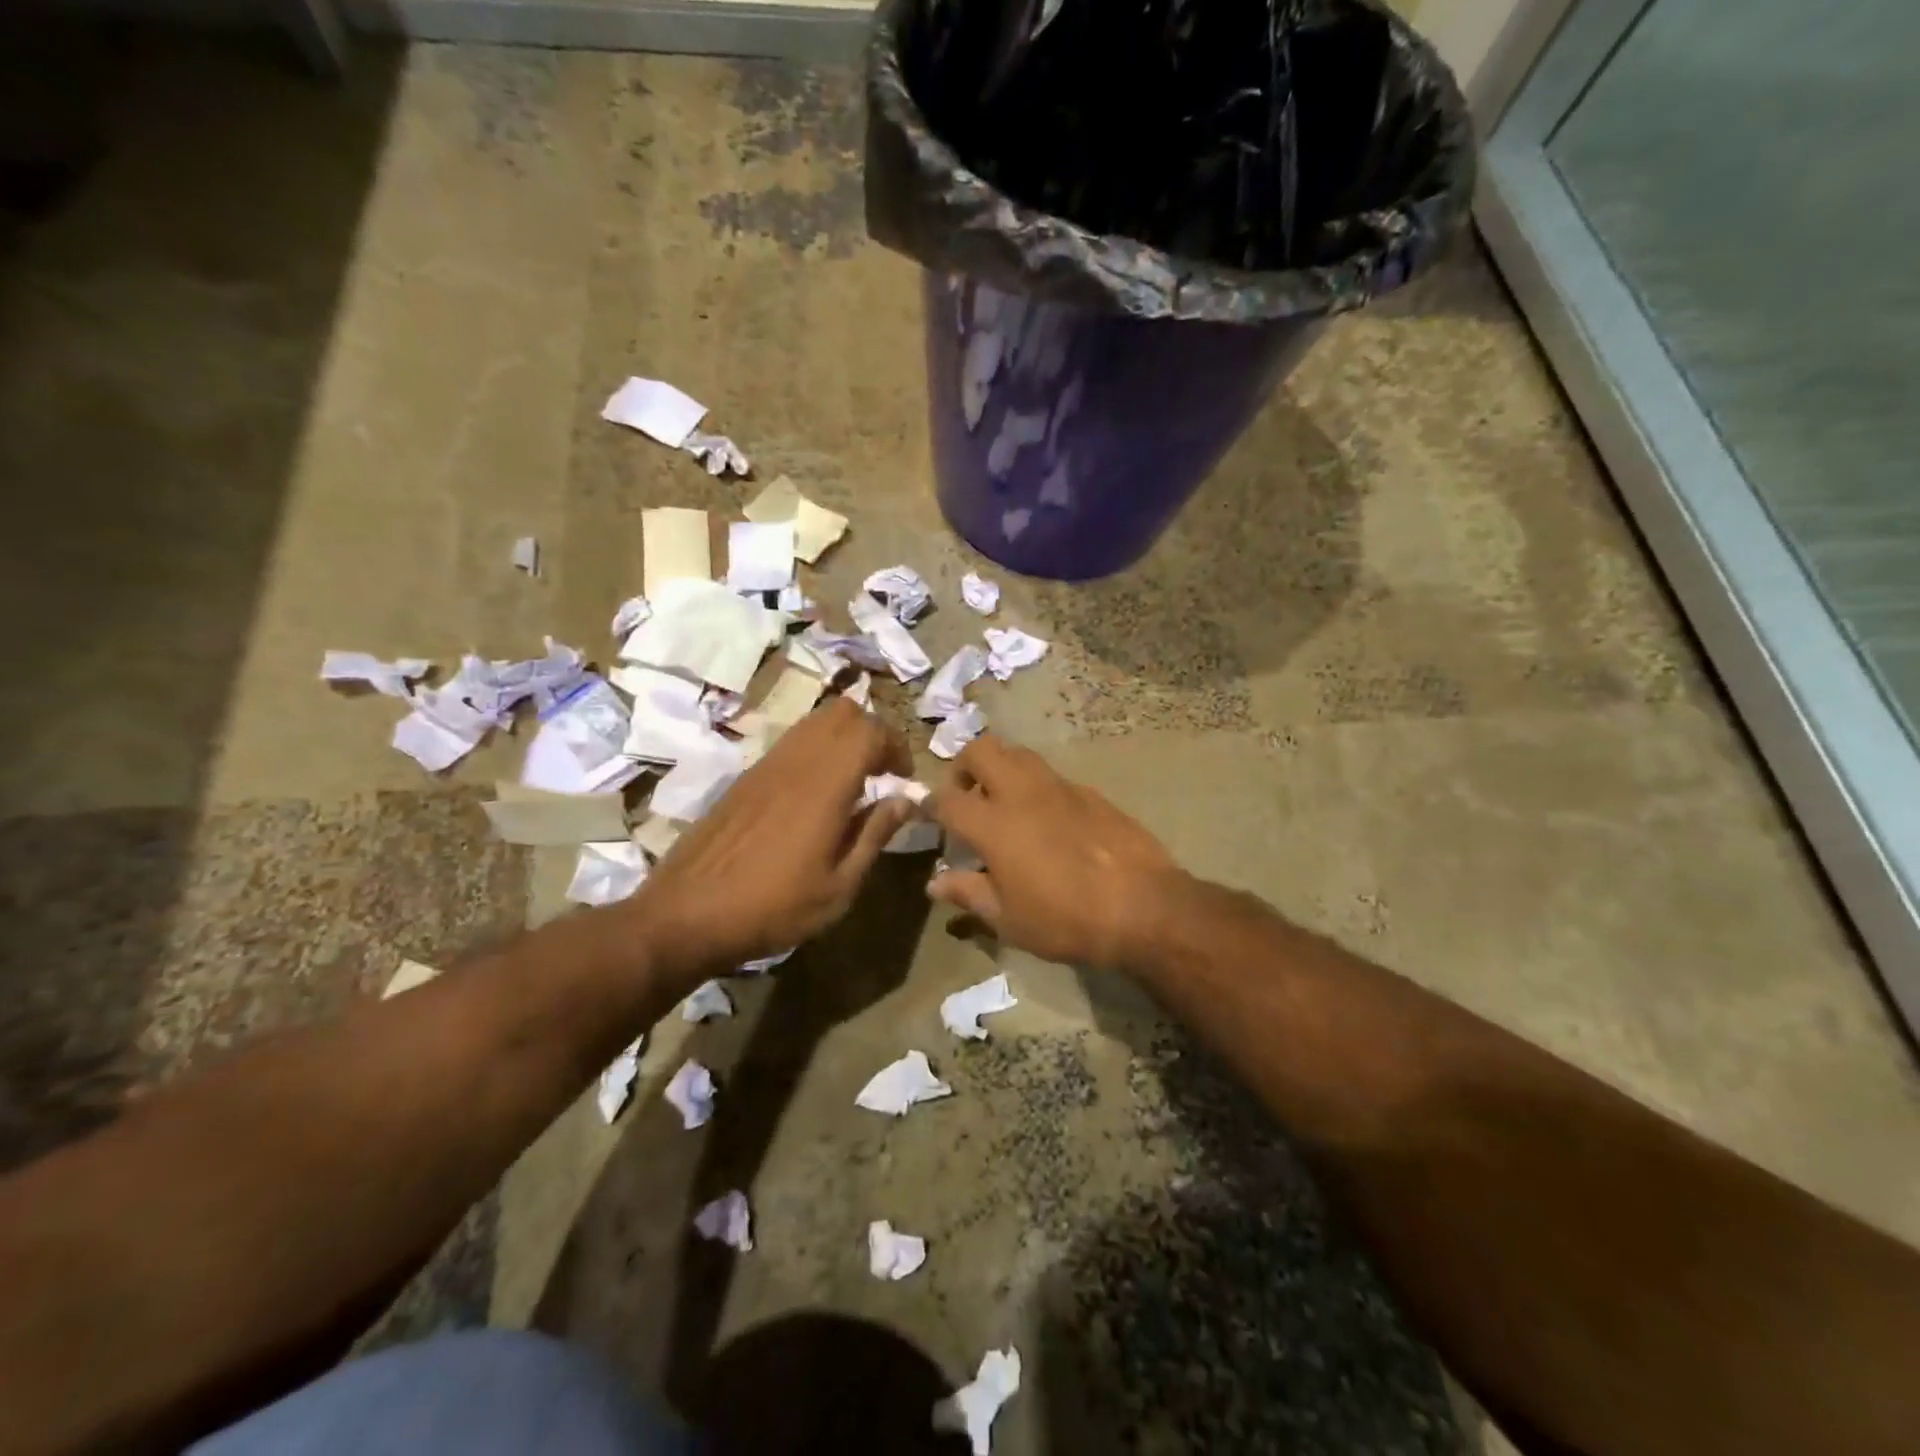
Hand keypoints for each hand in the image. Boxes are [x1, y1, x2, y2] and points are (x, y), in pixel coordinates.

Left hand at [626, 697, 913, 986]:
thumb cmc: (773, 908)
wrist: (686, 914)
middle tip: (880, 772)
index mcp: (825, 785)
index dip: (896, 746)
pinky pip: (790, 742)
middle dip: (871, 732)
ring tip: (850, 781)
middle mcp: (796, 761)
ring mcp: (766, 765)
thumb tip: (905, 800)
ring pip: (814, 721)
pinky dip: (814, 750)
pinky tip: (813, 795)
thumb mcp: (838, 887)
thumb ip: (874, 835)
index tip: (902, 779)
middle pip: (842, 712)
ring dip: (841, 738)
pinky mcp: (745, 777)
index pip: (870, 730)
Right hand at [924, 735, 1180, 970]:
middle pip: (981, 750)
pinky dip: (1038, 788)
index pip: (946, 799)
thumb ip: (968, 894)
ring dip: (1002, 768)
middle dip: (964, 765)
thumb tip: (935, 883)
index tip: (927, 814)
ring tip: (1005, 804)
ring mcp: (1059, 787)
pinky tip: (1048, 822)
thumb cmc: (1066, 920)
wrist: (1144, 907)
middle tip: (967, 796)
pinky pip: (1052, 776)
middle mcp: (1022, 793)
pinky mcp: (1090, 792)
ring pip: (1019, 754)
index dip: (930, 804)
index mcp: (993, 823)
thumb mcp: (1008, 919)